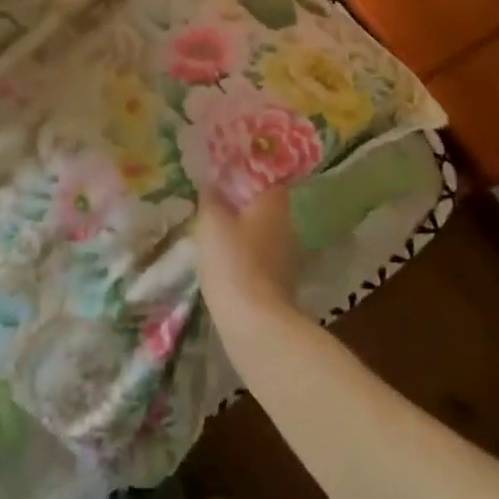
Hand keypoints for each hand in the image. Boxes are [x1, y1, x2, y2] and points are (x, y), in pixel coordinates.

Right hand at [196, 184, 299, 324]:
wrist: (256, 326)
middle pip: (265, 206)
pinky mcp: (281, 284)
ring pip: (262, 233)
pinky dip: (245, 256)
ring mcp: (287, 258)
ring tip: (216, 231)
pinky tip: (225, 261)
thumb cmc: (234, 262)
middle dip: (243, 203)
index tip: (227, 172)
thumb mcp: (211, 222)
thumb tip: (212, 183)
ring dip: (243, 231)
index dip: (248, 172)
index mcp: (274, 204)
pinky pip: (261, 258)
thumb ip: (211, 198)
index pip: (267, 177)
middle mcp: (287, 226)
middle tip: (216, 201)